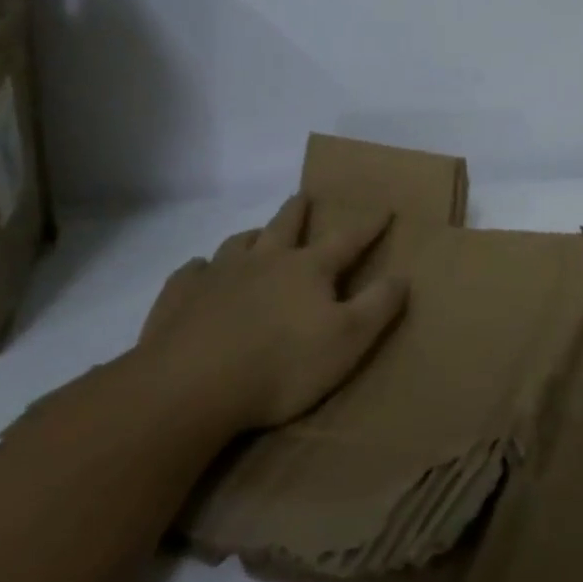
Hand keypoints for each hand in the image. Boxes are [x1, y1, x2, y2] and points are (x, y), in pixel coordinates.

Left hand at [138, 195, 407, 430]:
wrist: (191, 385)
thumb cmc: (282, 365)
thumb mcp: (348, 340)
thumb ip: (378, 306)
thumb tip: (402, 275)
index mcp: (306, 269)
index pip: (346, 240)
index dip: (368, 225)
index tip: (383, 208)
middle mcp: (263, 260)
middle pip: (285, 226)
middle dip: (298, 210)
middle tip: (303, 196)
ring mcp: (218, 275)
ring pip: (238, 243)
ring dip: (251, 236)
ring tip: (255, 236)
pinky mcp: (180, 296)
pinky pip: (192, 272)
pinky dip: (201, 269)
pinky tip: (200, 274)